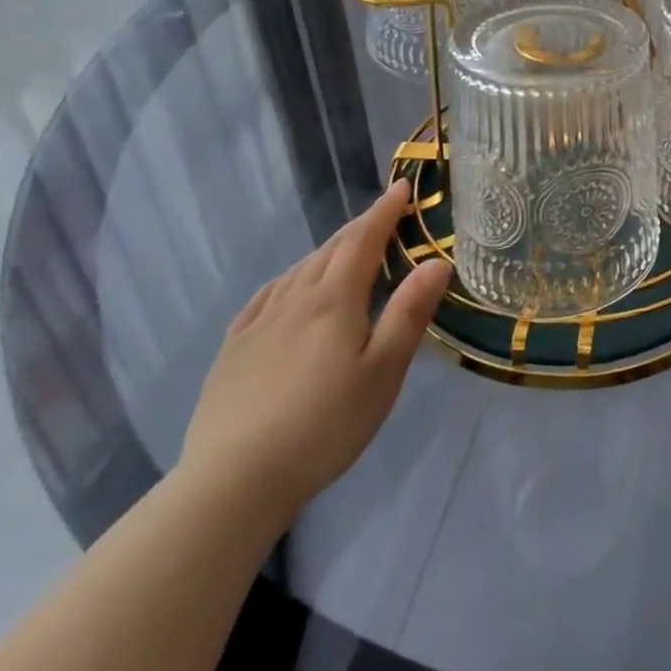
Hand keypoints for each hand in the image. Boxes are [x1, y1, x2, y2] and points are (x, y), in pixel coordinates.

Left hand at [181, 180, 450, 518]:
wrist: (233, 481)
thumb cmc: (325, 425)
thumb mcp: (384, 371)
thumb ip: (410, 312)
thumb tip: (438, 261)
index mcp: (334, 301)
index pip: (363, 240)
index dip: (384, 211)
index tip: (403, 188)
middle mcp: (294, 300)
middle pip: (330, 250)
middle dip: (360, 227)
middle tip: (385, 216)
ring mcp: (258, 324)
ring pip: (298, 270)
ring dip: (328, 251)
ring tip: (346, 248)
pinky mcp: (232, 350)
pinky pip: (266, 296)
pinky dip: (289, 278)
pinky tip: (289, 287)